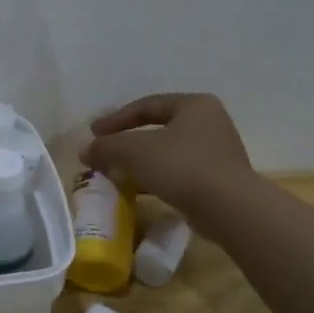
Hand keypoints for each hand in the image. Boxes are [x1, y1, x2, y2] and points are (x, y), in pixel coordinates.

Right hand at [83, 93, 255, 232]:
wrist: (227, 208)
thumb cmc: (181, 165)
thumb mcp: (134, 150)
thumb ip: (106, 146)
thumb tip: (86, 151)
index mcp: (195, 105)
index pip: (147, 105)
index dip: (116, 119)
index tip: (93, 133)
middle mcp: (210, 123)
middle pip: (158, 129)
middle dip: (127, 142)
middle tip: (105, 152)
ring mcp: (218, 153)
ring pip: (167, 153)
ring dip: (140, 163)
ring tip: (116, 175)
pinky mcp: (218, 181)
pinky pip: (179, 174)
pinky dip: (155, 179)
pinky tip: (138, 191)